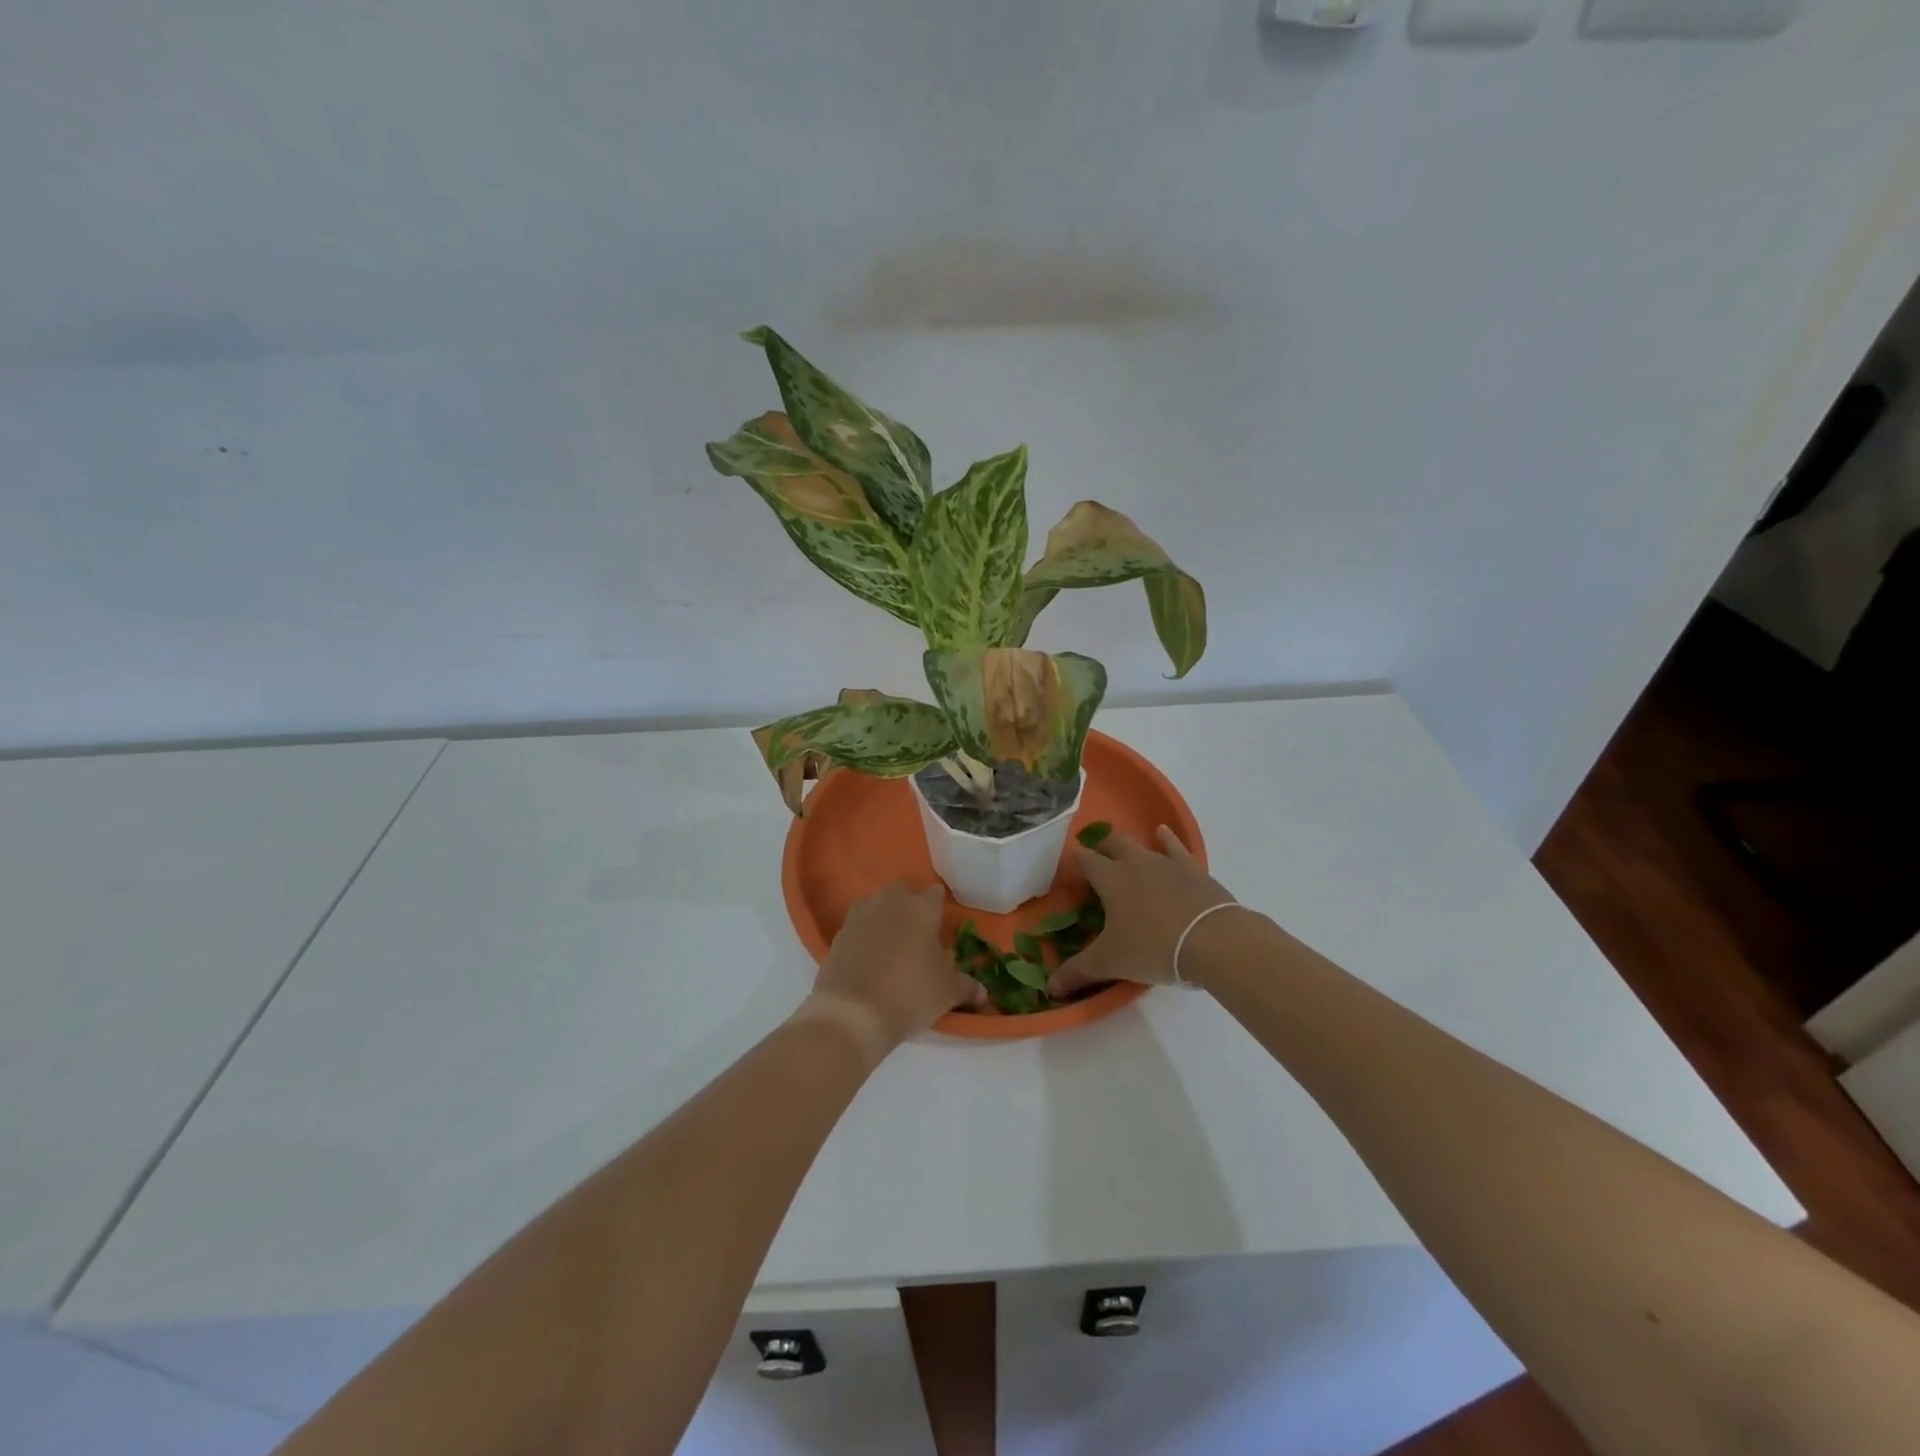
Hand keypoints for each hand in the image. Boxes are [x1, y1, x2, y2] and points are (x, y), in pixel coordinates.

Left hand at [806, 882, 984, 1057]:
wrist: (853, 1013)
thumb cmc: (910, 994)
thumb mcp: (947, 993)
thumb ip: (967, 986)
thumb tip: (983, 993)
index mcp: (921, 908)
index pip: (935, 894)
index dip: (939, 908)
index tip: (941, 925)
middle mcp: (890, 903)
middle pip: (902, 892)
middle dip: (909, 906)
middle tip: (917, 933)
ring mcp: (860, 916)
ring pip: (876, 905)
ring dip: (884, 917)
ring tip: (891, 944)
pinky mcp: (838, 935)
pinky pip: (856, 927)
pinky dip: (863, 936)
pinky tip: (868, 958)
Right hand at [1049, 826, 1240, 997]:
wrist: (1213, 940)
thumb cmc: (1153, 947)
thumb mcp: (1111, 962)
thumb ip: (1078, 972)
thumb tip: (1051, 988)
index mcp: (1110, 878)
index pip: (1084, 860)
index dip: (1074, 862)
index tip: (1067, 869)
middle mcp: (1135, 862)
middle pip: (1112, 843)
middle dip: (1101, 848)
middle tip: (1095, 860)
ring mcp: (1166, 863)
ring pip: (1142, 844)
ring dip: (1130, 846)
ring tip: (1123, 849)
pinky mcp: (1193, 870)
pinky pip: (1176, 848)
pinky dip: (1167, 840)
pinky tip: (1162, 833)